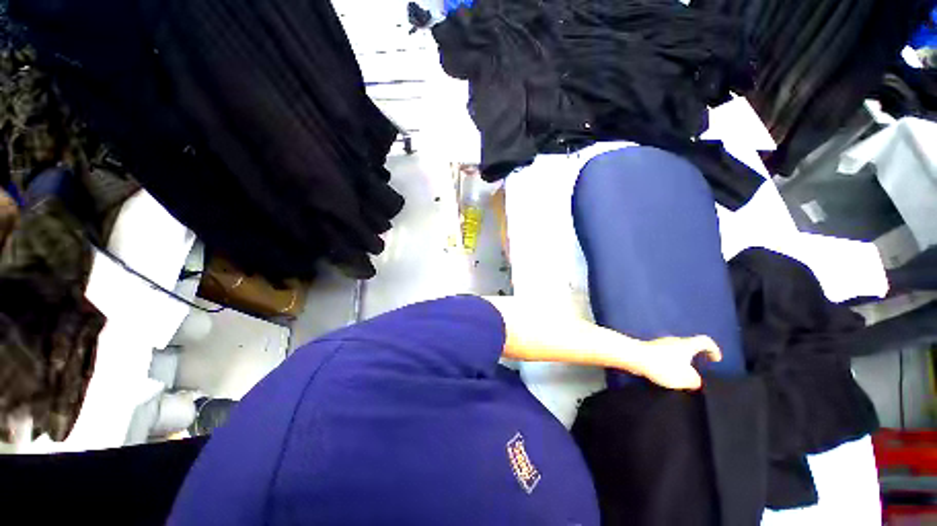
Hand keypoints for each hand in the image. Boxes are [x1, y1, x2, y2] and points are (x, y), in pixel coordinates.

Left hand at [631, 336, 721, 390]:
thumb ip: (696, 381)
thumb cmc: (663, 365)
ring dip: (679, 361)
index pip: (704, 341)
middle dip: (694, 357)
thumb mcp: (686, 378)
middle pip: (688, 346)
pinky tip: (665, 374)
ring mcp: (659, 343)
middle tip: (697, 369)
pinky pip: (663, 355)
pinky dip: (667, 363)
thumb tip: (695, 380)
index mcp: (686, 344)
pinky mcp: (648, 348)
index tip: (716, 359)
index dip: (713, 349)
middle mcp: (673, 341)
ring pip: (675, 351)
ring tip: (680, 375)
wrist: (633, 357)